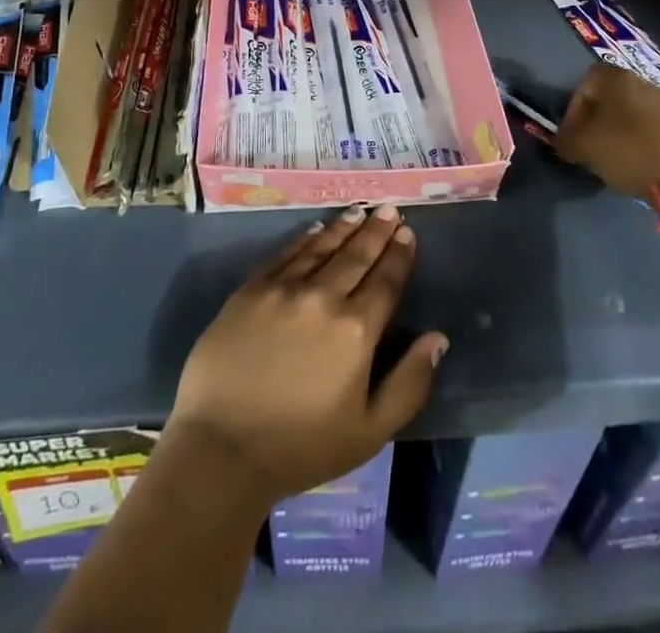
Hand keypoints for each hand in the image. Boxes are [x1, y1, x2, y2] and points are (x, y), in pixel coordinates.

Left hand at [167, 204, 447, 508]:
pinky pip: (285, 254)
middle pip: (356, 256)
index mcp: (356, 331)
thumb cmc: (301, 448)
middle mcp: (323, 298)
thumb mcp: (369, 432)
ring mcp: (284, 289)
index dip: (399, 256)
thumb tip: (438, 338)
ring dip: (344, 227)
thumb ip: (409, 383)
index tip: (407, 233)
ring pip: (322, 247)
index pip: (385, 282)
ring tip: (359, 211)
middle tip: (389, 209)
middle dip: (376, 231)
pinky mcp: (251, 289)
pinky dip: (304, 239)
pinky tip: (316, 229)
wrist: (222, 449)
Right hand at [553, 61, 659, 200]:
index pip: (586, 81)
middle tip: (589, 146)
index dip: (574, 107)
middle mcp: (645, 83)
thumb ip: (565, 140)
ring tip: (613, 159)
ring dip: (620, 132)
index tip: (571, 133)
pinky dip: (642, 143)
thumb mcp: (584, 147)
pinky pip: (654, 129)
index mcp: (618, 79)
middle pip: (611, 97)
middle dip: (597, 120)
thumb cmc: (630, 152)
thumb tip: (562, 142)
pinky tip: (639, 165)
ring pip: (633, 113)